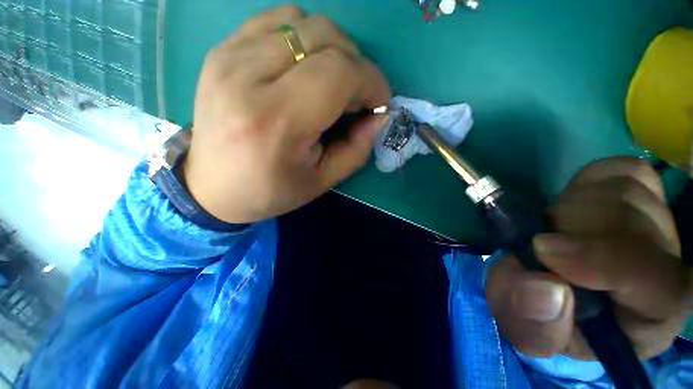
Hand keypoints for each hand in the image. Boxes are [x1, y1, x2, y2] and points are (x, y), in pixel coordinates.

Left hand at [182, 6, 390, 223]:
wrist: (212, 187)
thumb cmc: (270, 191)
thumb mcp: (322, 180)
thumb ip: (357, 149)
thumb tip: (380, 116)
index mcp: (276, 121)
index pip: (339, 73)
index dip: (371, 82)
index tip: (378, 103)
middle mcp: (248, 77)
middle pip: (324, 38)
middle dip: (357, 65)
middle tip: (357, 97)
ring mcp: (230, 56)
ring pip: (303, 21)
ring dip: (333, 49)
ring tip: (332, 82)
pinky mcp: (222, 50)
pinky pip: (276, 21)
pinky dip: (303, 38)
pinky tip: (304, 68)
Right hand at [486, 157, 691, 359]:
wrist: (553, 291)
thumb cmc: (548, 318)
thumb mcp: (530, 332)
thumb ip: (532, 326)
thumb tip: (543, 286)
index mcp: (650, 315)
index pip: (653, 278)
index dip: (601, 259)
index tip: (543, 250)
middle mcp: (666, 264)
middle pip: (633, 217)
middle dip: (571, 226)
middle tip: (539, 243)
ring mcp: (657, 223)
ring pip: (626, 187)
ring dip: (573, 206)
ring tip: (554, 230)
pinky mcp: (638, 195)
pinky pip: (620, 169)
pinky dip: (590, 182)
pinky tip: (575, 206)